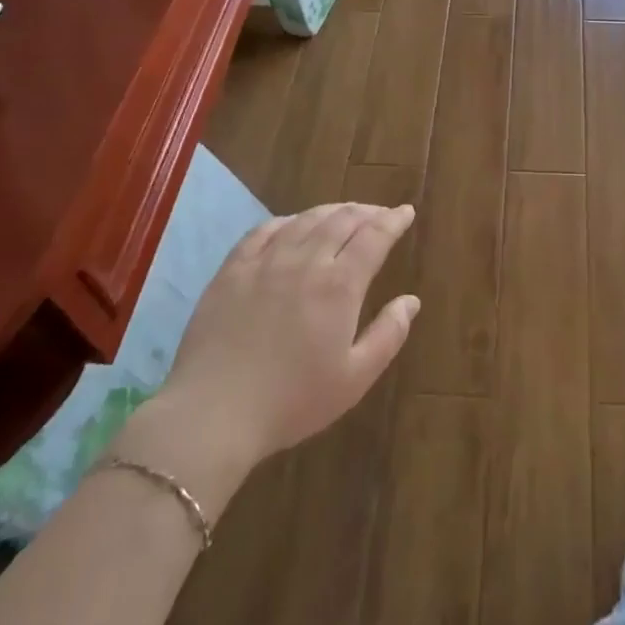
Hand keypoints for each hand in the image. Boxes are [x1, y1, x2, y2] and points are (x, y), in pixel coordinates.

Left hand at [112, 203, 419, 494]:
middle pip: (342, 220)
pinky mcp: (232, 270)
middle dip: (367, 212)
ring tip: (344, 213)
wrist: (213, 414)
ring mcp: (265, 262)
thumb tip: (411, 301)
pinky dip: (287, 220)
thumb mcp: (354, 378)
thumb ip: (388, 335)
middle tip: (380, 213)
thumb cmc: (292, 401)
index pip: (374, 237)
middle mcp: (306, 261)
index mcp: (339, 285)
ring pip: (305, 220)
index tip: (406, 212)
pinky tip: (292, 224)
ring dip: (332, 211)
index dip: (393, 221)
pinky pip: (264, 230)